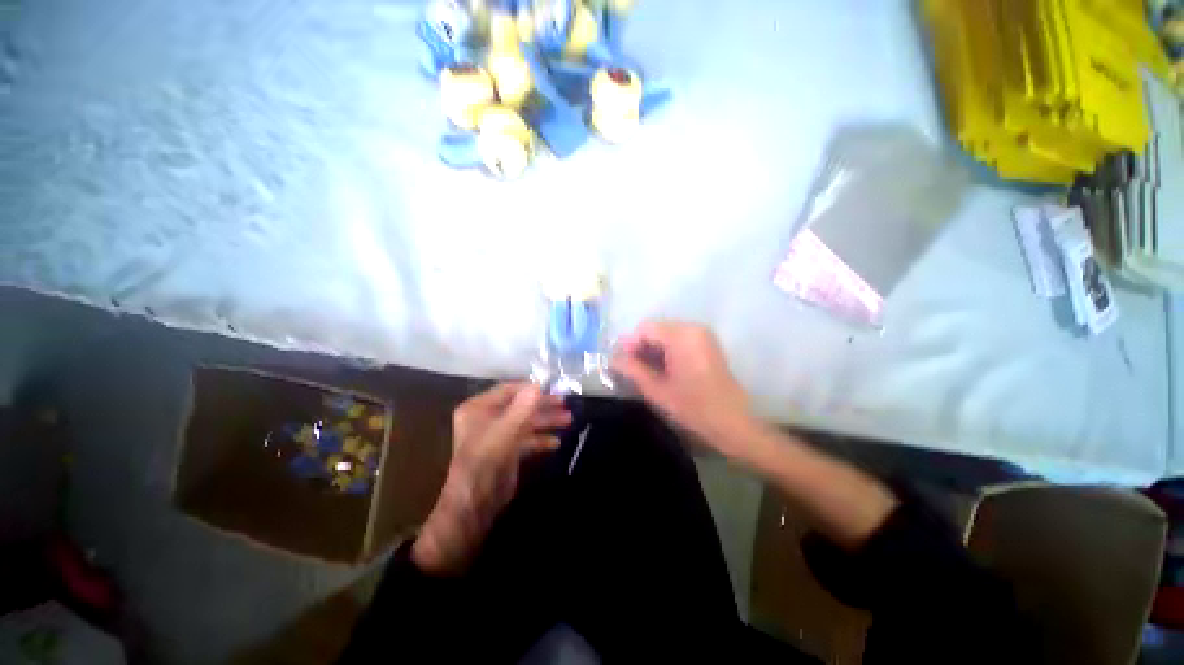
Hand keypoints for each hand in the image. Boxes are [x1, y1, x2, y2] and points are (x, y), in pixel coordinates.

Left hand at [412, 383, 570, 574]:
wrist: (476, 504)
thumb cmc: (485, 461)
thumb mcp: (505, 431)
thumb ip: (523, 407)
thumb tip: (539, 384)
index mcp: (478, 408)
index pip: (508, 390)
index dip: (530, 389)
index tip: (552, 388)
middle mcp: (486, 418)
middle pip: (520, 406)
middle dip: (543, 406)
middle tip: (565, 404)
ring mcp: (497, 435)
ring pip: (525, 422)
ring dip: (546, 421)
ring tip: (568, 420)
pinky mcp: (506, 451)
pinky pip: (526, 439)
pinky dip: (540, 439)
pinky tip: (556, 442)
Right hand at [612, 321, 756, 455]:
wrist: (733, 424)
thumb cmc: (693, 408)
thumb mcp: (657, 390)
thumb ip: (632, 370)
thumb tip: (613, 359)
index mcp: (681, 336)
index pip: (645, 328)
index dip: (629, 344)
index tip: (621, 364)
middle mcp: (693, 328)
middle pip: (656, 328)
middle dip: (640, 346)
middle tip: (631, 369)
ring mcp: (702, 335)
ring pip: (666, 334)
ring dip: (652, 349)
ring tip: (644, 371)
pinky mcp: (707, 344)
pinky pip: (678, 340)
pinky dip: (666, 350)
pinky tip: (662, 369)